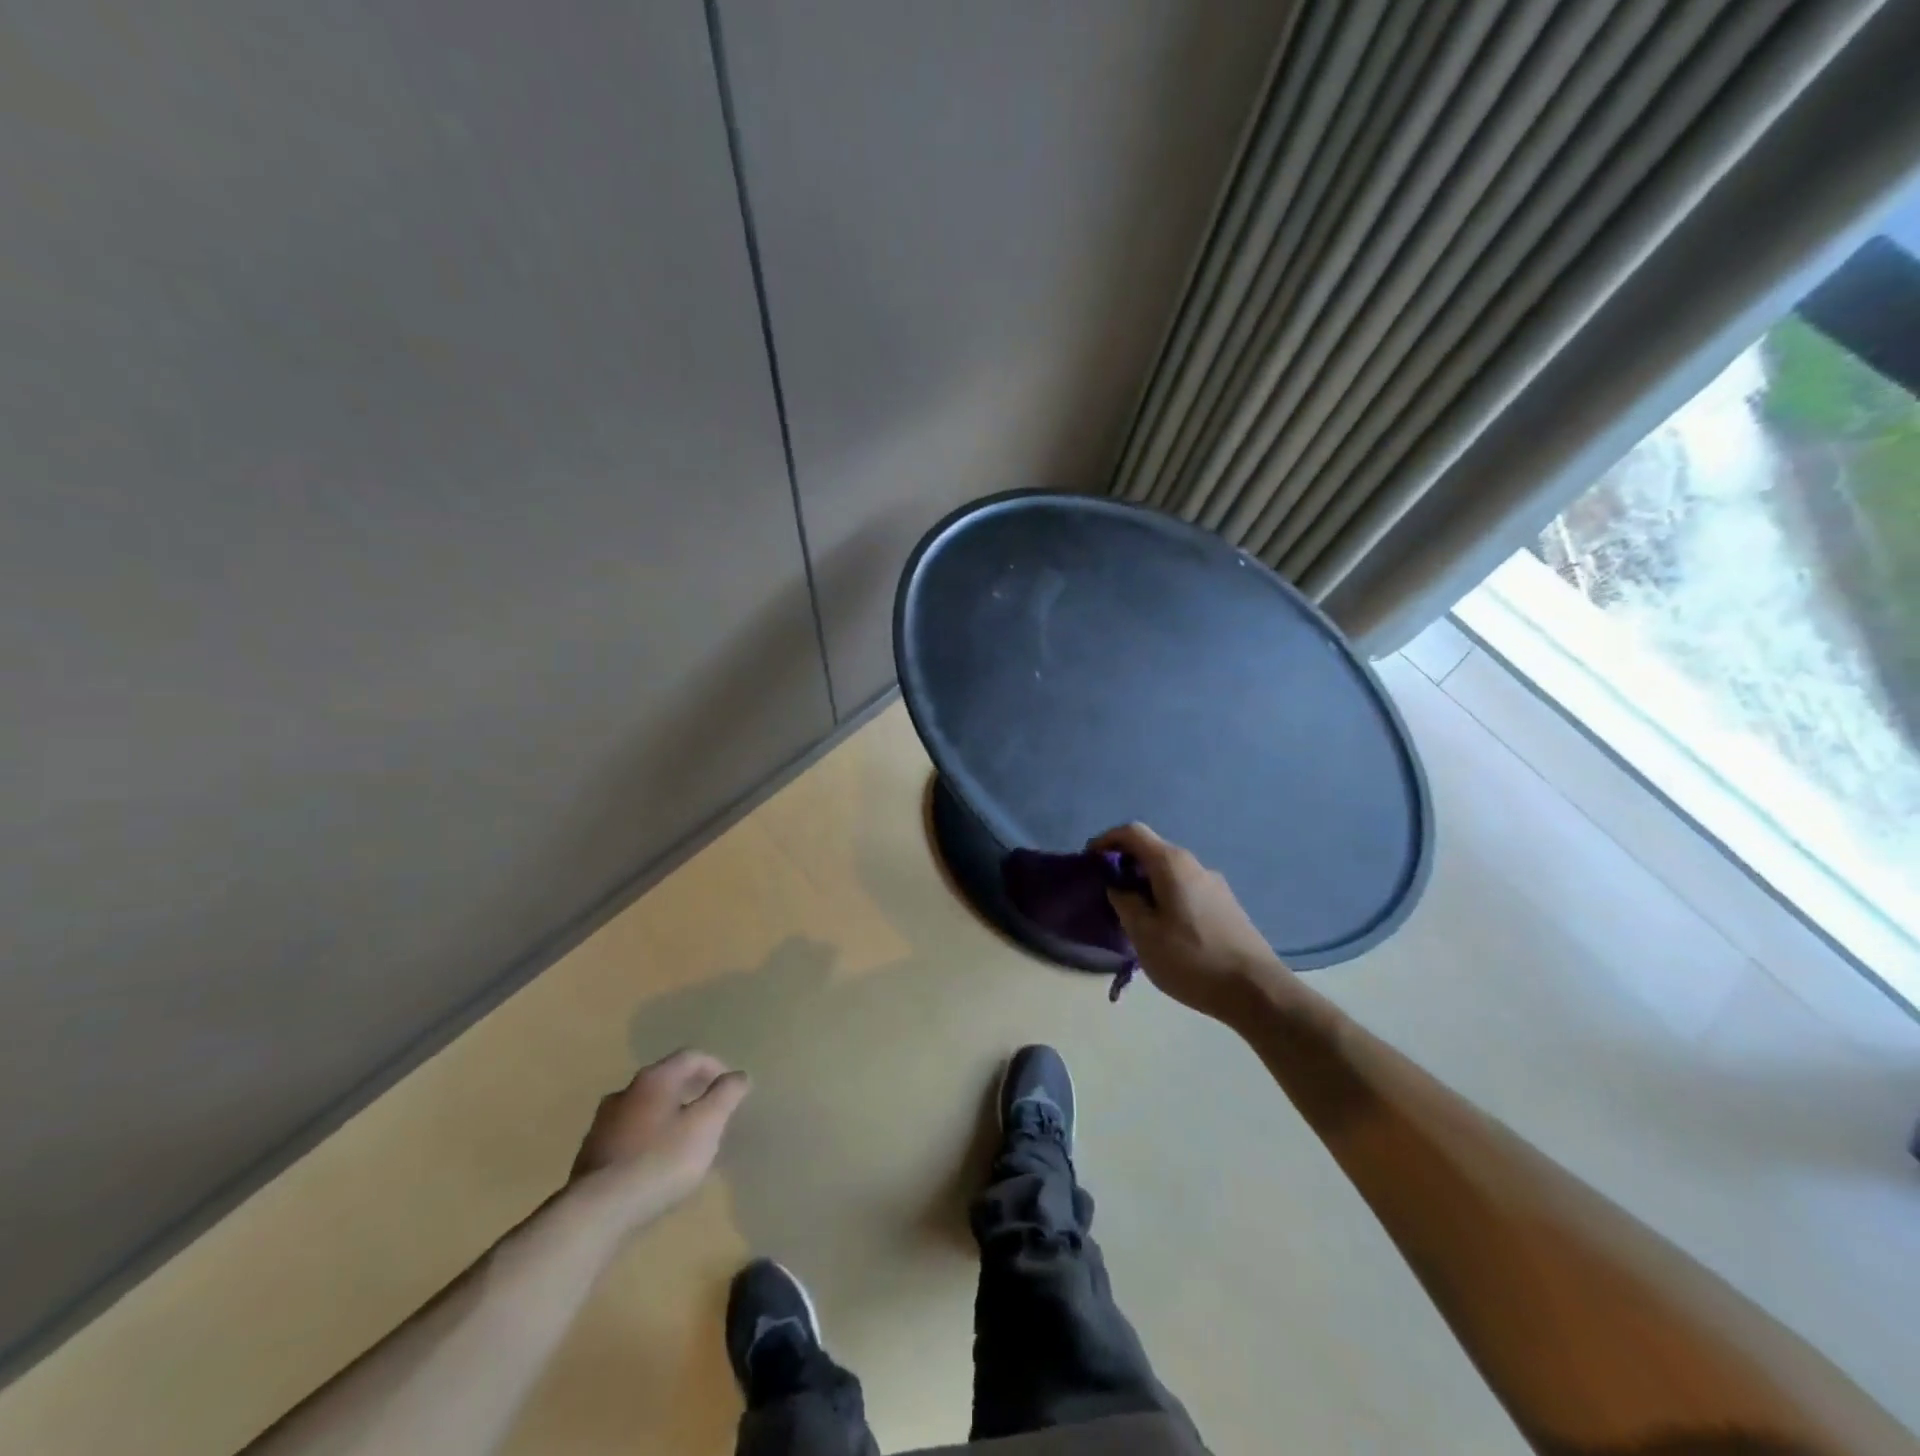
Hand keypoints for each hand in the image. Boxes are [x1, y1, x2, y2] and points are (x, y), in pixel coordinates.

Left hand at [569, 1049, 750, 1222]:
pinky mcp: (590, 1154)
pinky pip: (627, 1135)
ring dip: (666, 1116)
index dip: (715, 1066)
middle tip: (709, 1112)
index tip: (730, 1088)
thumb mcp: (706, 1125)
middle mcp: (626, 1091)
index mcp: (655, 1079)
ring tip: (683, 1140)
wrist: (597, 1212)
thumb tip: (739, 1075)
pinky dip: (646, 1139)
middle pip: (665, 1080)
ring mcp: (603, 1123)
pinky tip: (653, 1164)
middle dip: (690, 1091)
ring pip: (644, 1108)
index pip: (691, 1056)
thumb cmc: (661, 1161)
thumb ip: (726, 1095)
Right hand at [1090, 823, 1283, 1020]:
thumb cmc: (1193, 959)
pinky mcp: (1226, 906)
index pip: (1132, 832)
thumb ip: (1125, 903)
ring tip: (1133, 917)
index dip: (1106, 840)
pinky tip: (1164, 930)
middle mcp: (1195, 865)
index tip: (1090, 861)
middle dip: (1125, 865)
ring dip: (1146, 884)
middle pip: (1152, 851)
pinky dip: (1165, 897)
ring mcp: (1214, 885)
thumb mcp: (1144, 934)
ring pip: (1170, 873)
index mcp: (1172, 864)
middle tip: (1108, 894)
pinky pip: (1186, 890)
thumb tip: (1119, 886)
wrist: (1257, 991)